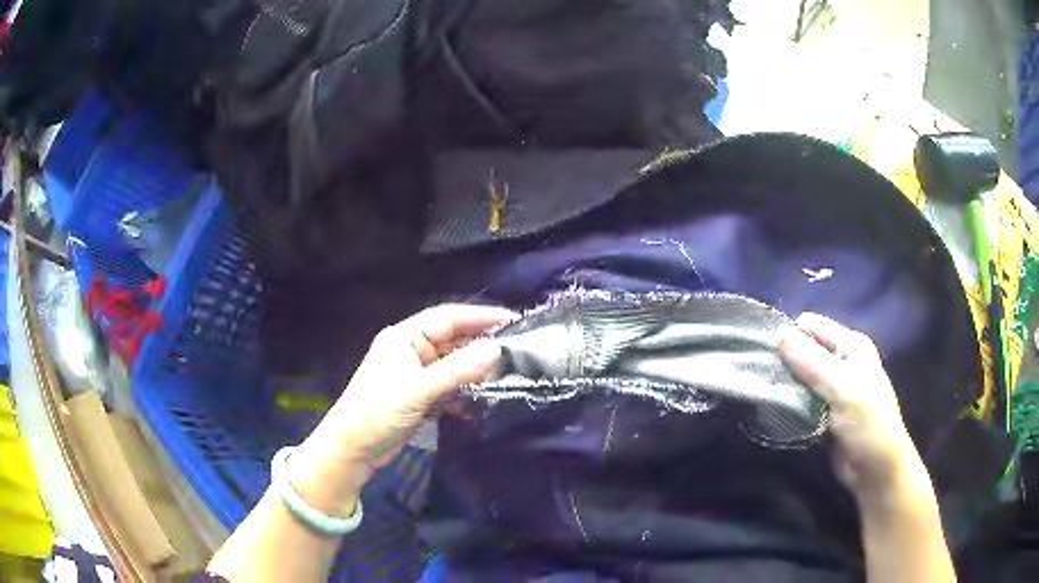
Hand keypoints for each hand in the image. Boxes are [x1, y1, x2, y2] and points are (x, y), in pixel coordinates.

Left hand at [288, 304, 514, 515]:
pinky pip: (449, 389)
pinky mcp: (420, 398)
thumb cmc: (377, 412)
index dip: (480, 317)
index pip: (448, 318)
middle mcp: (412, 351)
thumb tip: (497, 351)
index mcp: (405, 338)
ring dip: (475, 374)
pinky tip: (480, 405)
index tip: (514, 320)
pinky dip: (464, 395)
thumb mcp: (417, 390)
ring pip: (454, 367)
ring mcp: (416, 376)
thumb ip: (457, 371)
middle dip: (481, 348)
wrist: (352, 450)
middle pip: (453, 342)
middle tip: (516, 354)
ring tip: (505, 379)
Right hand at [778, 313, 931, 504]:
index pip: (811, 326)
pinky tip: (782, 411)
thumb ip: (811, 362)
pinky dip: (792, 402)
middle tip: (770, 382)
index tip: (771, 359)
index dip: (790, 337)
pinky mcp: (826, 410)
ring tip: (773, 398)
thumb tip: (778, 334)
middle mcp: (843, 360)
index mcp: (852, 345)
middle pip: (805, 349)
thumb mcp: (842, 389)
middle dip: (787, 362)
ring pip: (802, 375)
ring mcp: (835, 386)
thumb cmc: (867, 424)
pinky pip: (803, 397)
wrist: (876, 470)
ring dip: (788, 385)